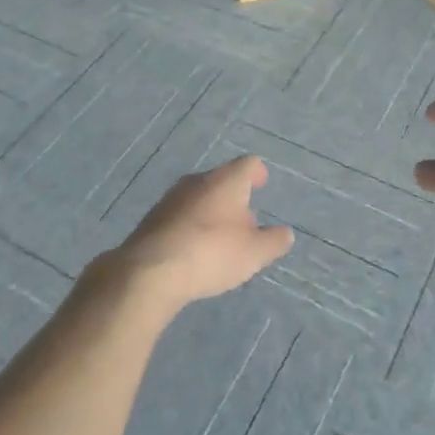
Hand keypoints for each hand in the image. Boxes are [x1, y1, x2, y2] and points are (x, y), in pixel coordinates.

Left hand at [108, 156, 293, 311]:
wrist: (150, 270)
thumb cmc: (211, 252)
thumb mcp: (254, 252)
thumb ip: (273, 241)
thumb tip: (284, 233)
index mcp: (226, 180)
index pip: (248, 164)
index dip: (257, 172)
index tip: (262, 182)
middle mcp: (198, 180)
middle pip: (222, 180)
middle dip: (235, 197)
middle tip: (246, 219)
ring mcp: (172, 198)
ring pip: (200, 197)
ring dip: (212, 212)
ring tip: (221, 238)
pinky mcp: (153, 218)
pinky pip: (181, 216)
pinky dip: (192, 226)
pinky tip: (195, 250)